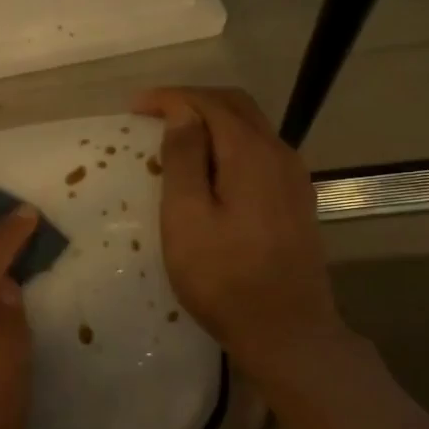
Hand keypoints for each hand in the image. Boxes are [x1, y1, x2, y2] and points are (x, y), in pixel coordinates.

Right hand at [133, 86, 348, 380]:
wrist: (287, 331)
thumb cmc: (224, 278)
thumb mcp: (187, 218)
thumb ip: (183, 159)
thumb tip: (182, 113)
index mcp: (250, 154)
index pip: (209, 104)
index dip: (170, 98)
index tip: (133, 108)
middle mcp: (279, 154)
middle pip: (236, 107)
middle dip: (192, 102)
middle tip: (152, 115)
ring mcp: (293, 178)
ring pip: (251, 128)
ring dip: (211, 122)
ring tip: (175, 137)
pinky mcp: (296, 200)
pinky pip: (259, 152)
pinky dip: (228, 145)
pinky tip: (209, 168)